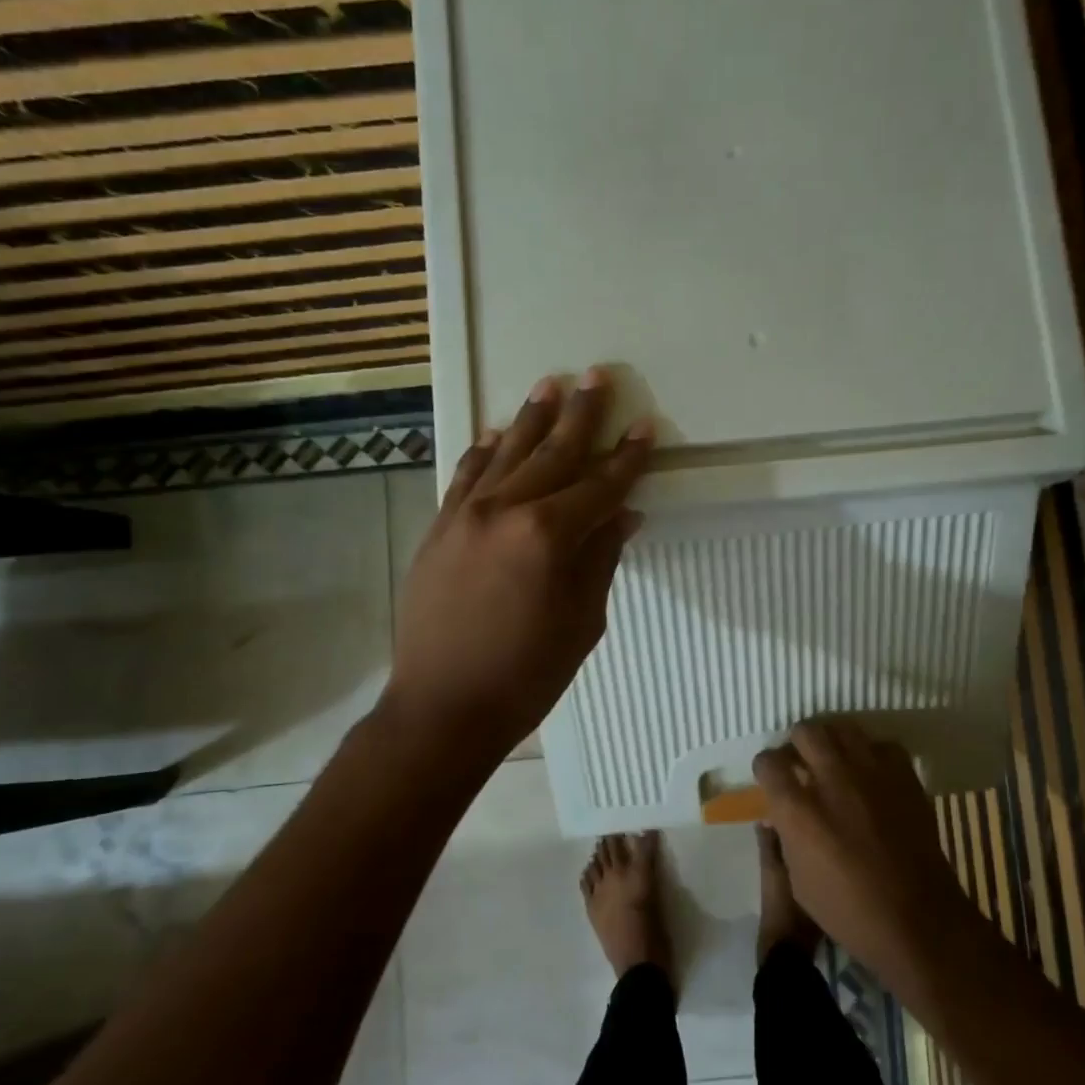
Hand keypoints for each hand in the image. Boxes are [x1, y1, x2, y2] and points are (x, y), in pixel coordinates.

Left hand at [387, 368, 653, 755]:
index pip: (599, 486)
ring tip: (551, 386)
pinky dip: (485, 451)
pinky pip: (465, 476)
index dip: (627, 458)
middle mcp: (504, 511)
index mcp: (548, 536)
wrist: (442, 707)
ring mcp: (464, 515)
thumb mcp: (582, 622)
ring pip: (506, 454)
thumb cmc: (526, 675)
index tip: (645, 426)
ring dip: (531, 420)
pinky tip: (498, 433)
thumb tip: (622, 516)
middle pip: (552, 454)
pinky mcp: (439, 528)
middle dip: (580, 416)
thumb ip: (601, 559)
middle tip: (597, 376)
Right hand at [753, 719, 973, 993]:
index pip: (768, 762)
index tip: (771, 778)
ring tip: (834, 761)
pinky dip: (871, 754)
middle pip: (805, 732)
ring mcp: (871, 773)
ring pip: (843, 728)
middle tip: (802, 763)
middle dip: (797, 744)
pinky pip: (881, 746)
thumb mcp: (798, 882)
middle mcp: (832, 780)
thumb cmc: (848, 911)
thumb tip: (778, 814)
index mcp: (798, 810)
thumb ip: (785, 838)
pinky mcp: (904, 776)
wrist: (917, 919)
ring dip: (832, 741)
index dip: (766, 768)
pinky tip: (871, 774)